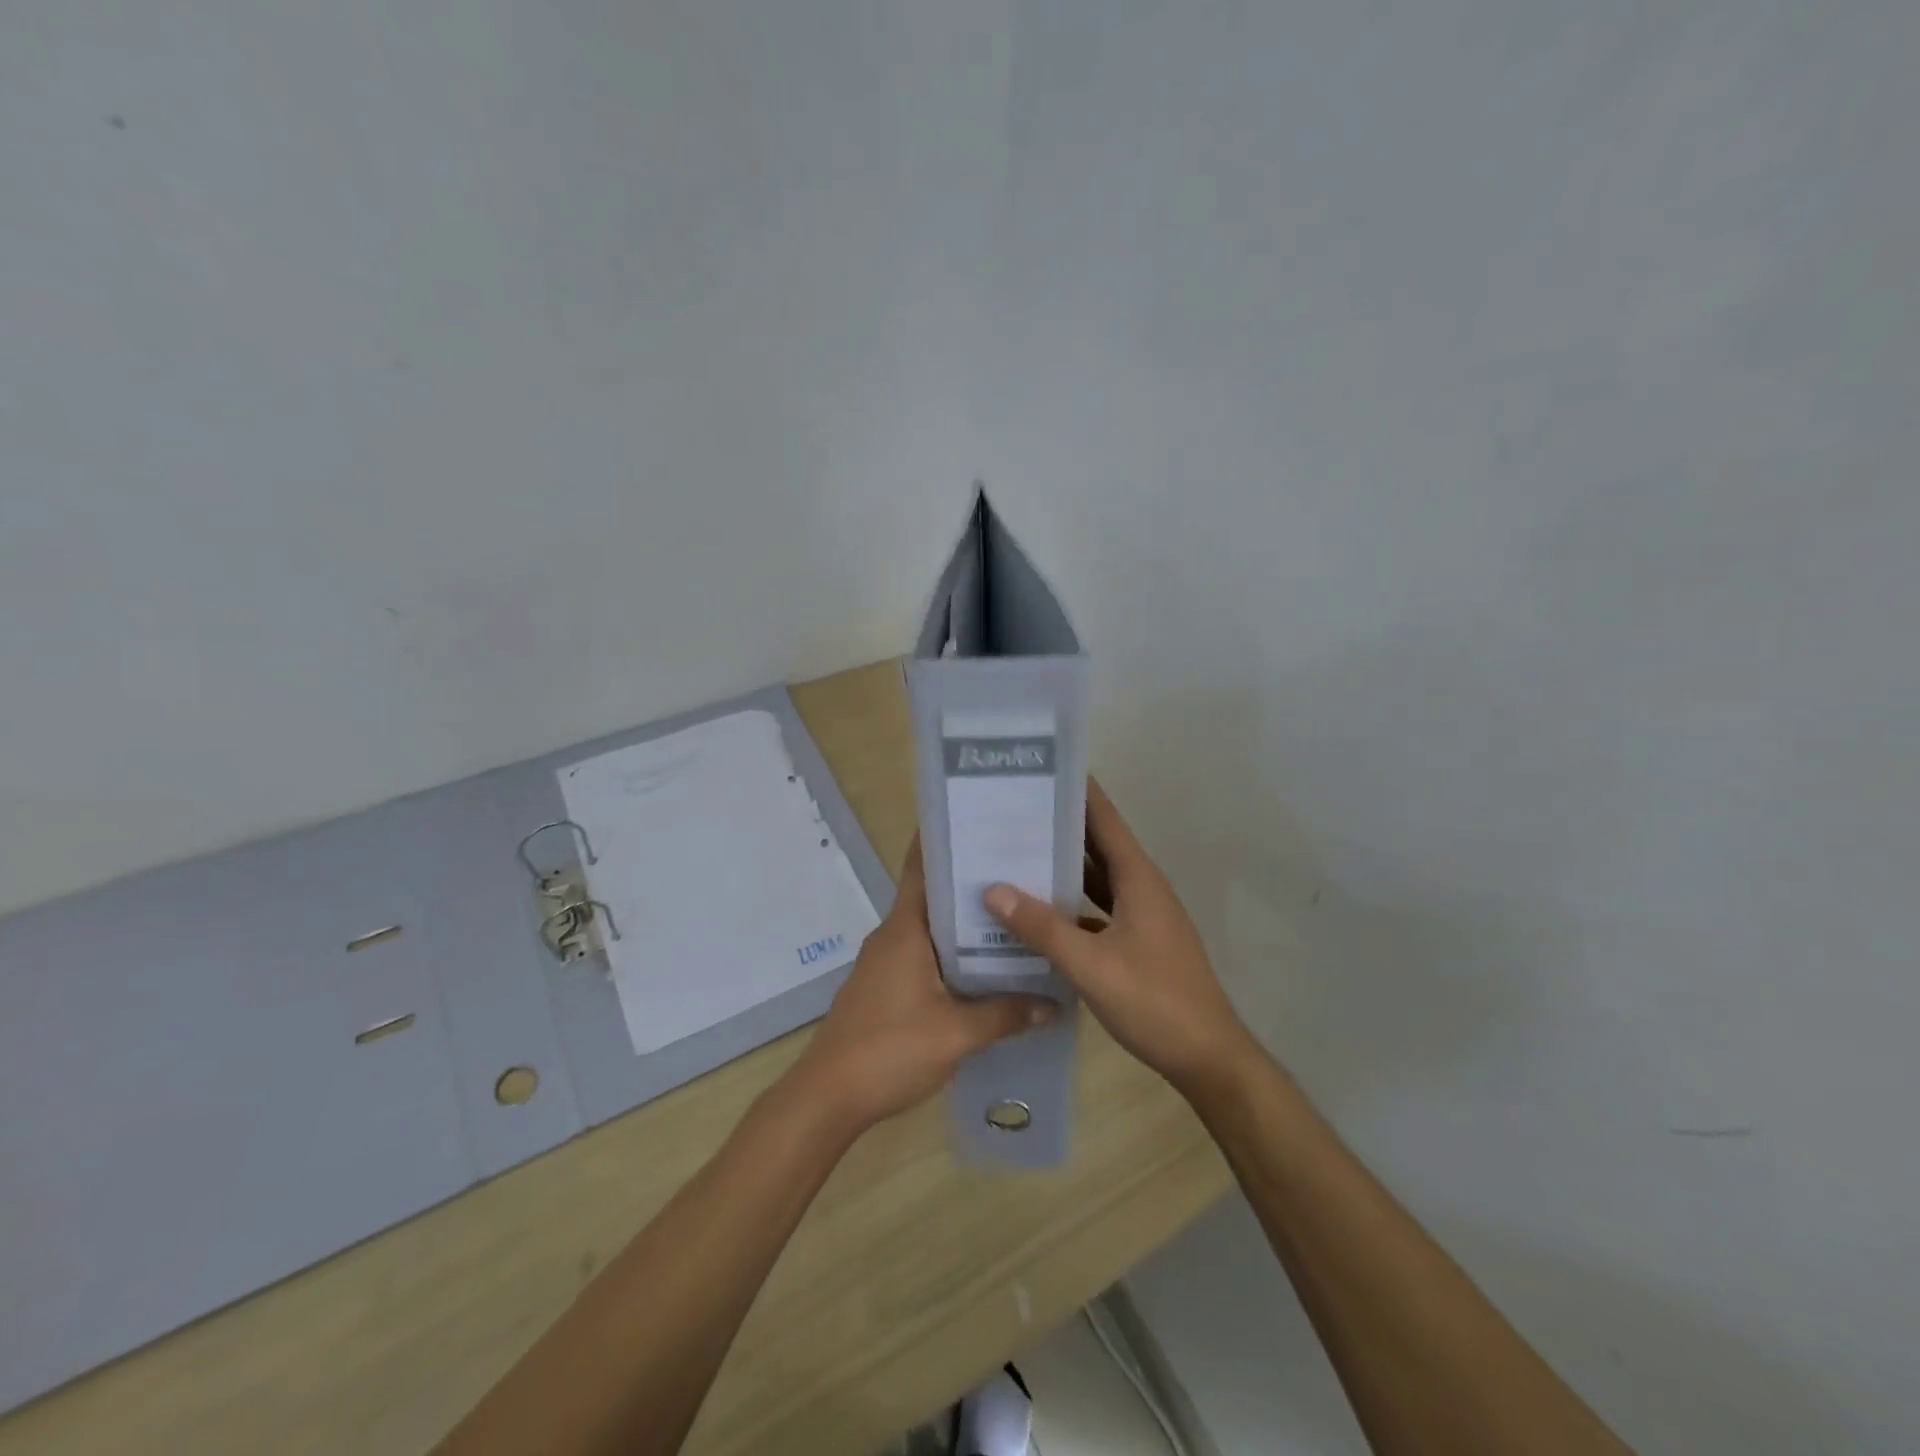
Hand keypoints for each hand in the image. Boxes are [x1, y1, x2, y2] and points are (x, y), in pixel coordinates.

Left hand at [785, 839, 1055, 1135]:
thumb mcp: (956, 1034)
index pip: (924, 868)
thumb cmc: (889, 1050)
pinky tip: (985, 968)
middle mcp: (893, 935)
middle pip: (934, 896)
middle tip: (1021, 873)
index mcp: (905, 929)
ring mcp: (886, 961)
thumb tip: (1053, 1002)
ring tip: (1014, 918)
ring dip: (965, 924)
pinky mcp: (885, 986)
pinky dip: (953, 953)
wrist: (828, 1096)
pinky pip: (925, 955)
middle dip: (972, 884)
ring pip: (932, 929)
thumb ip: (1005, 1014)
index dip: (948, 842)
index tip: (983, 823)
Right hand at [983, 780, 1256, 1096]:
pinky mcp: (1139, 941)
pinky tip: (1040, 910)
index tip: (1042, 770)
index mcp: (1138, 879)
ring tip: (1017, 851)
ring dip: (1064, 865)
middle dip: (1060, 826)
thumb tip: (993, 890)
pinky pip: (1099, 908)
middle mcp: (1142, 888)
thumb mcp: (1091, 965)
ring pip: (1098, 878)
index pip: (1105, 820)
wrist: (1208, 1058)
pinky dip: (1072, 902)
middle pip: (1098, 844)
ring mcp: (1143, 916)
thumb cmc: (1154, 1002)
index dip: (1078, 792)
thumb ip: (1042, 928)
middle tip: (1012, 810)